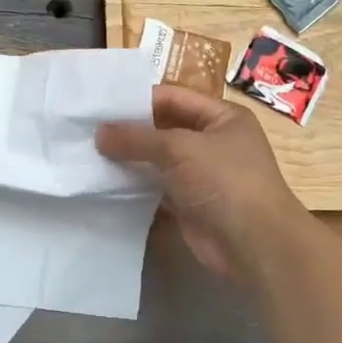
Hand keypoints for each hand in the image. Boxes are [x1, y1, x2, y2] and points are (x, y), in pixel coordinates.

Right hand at [96, 84, 307, 281]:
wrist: (253, 245)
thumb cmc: (224, 182)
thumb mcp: (179, 149)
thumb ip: (136, 138)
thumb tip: (99, 133)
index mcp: (222, 117)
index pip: (173, 98)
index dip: (137, 100)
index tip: (100, 106)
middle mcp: (213, 141)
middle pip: (163, 128)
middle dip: (129, 130)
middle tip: (88, 130)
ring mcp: (202, 174)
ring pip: (158, 160)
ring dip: (129, 159)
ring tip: (88, 154)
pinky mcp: (189, 203)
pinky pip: (156, 187)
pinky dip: (135, 185)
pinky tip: (105, 182)